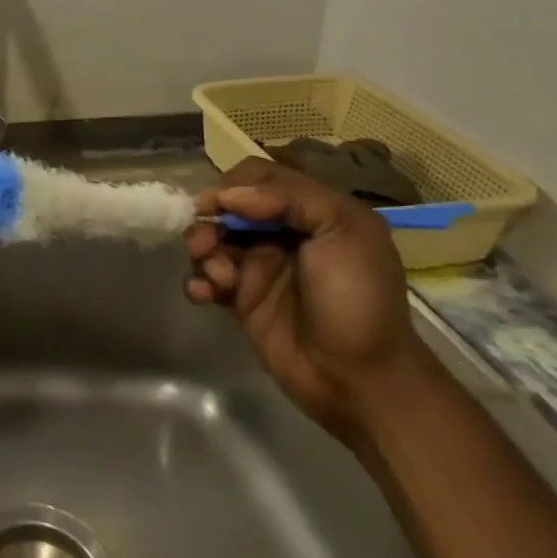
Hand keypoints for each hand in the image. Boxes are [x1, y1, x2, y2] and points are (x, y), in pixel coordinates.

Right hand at [184, 158, 434, 441]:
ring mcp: (259, 268)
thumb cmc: (356, 299)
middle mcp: (282, 234)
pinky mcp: (241, 300)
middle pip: (228, 208)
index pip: (259, 178)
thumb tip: (229, 195)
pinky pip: (206, 278)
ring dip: (203, 251)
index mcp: (311, 212)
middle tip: (206, 244)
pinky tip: (204, 295)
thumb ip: (291, 198)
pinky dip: (197, 281)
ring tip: (217, 277)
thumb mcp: (344, 231)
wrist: (358, 379)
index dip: (233, 185)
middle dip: (210, 220)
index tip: (220, 206)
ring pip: (212, 240)